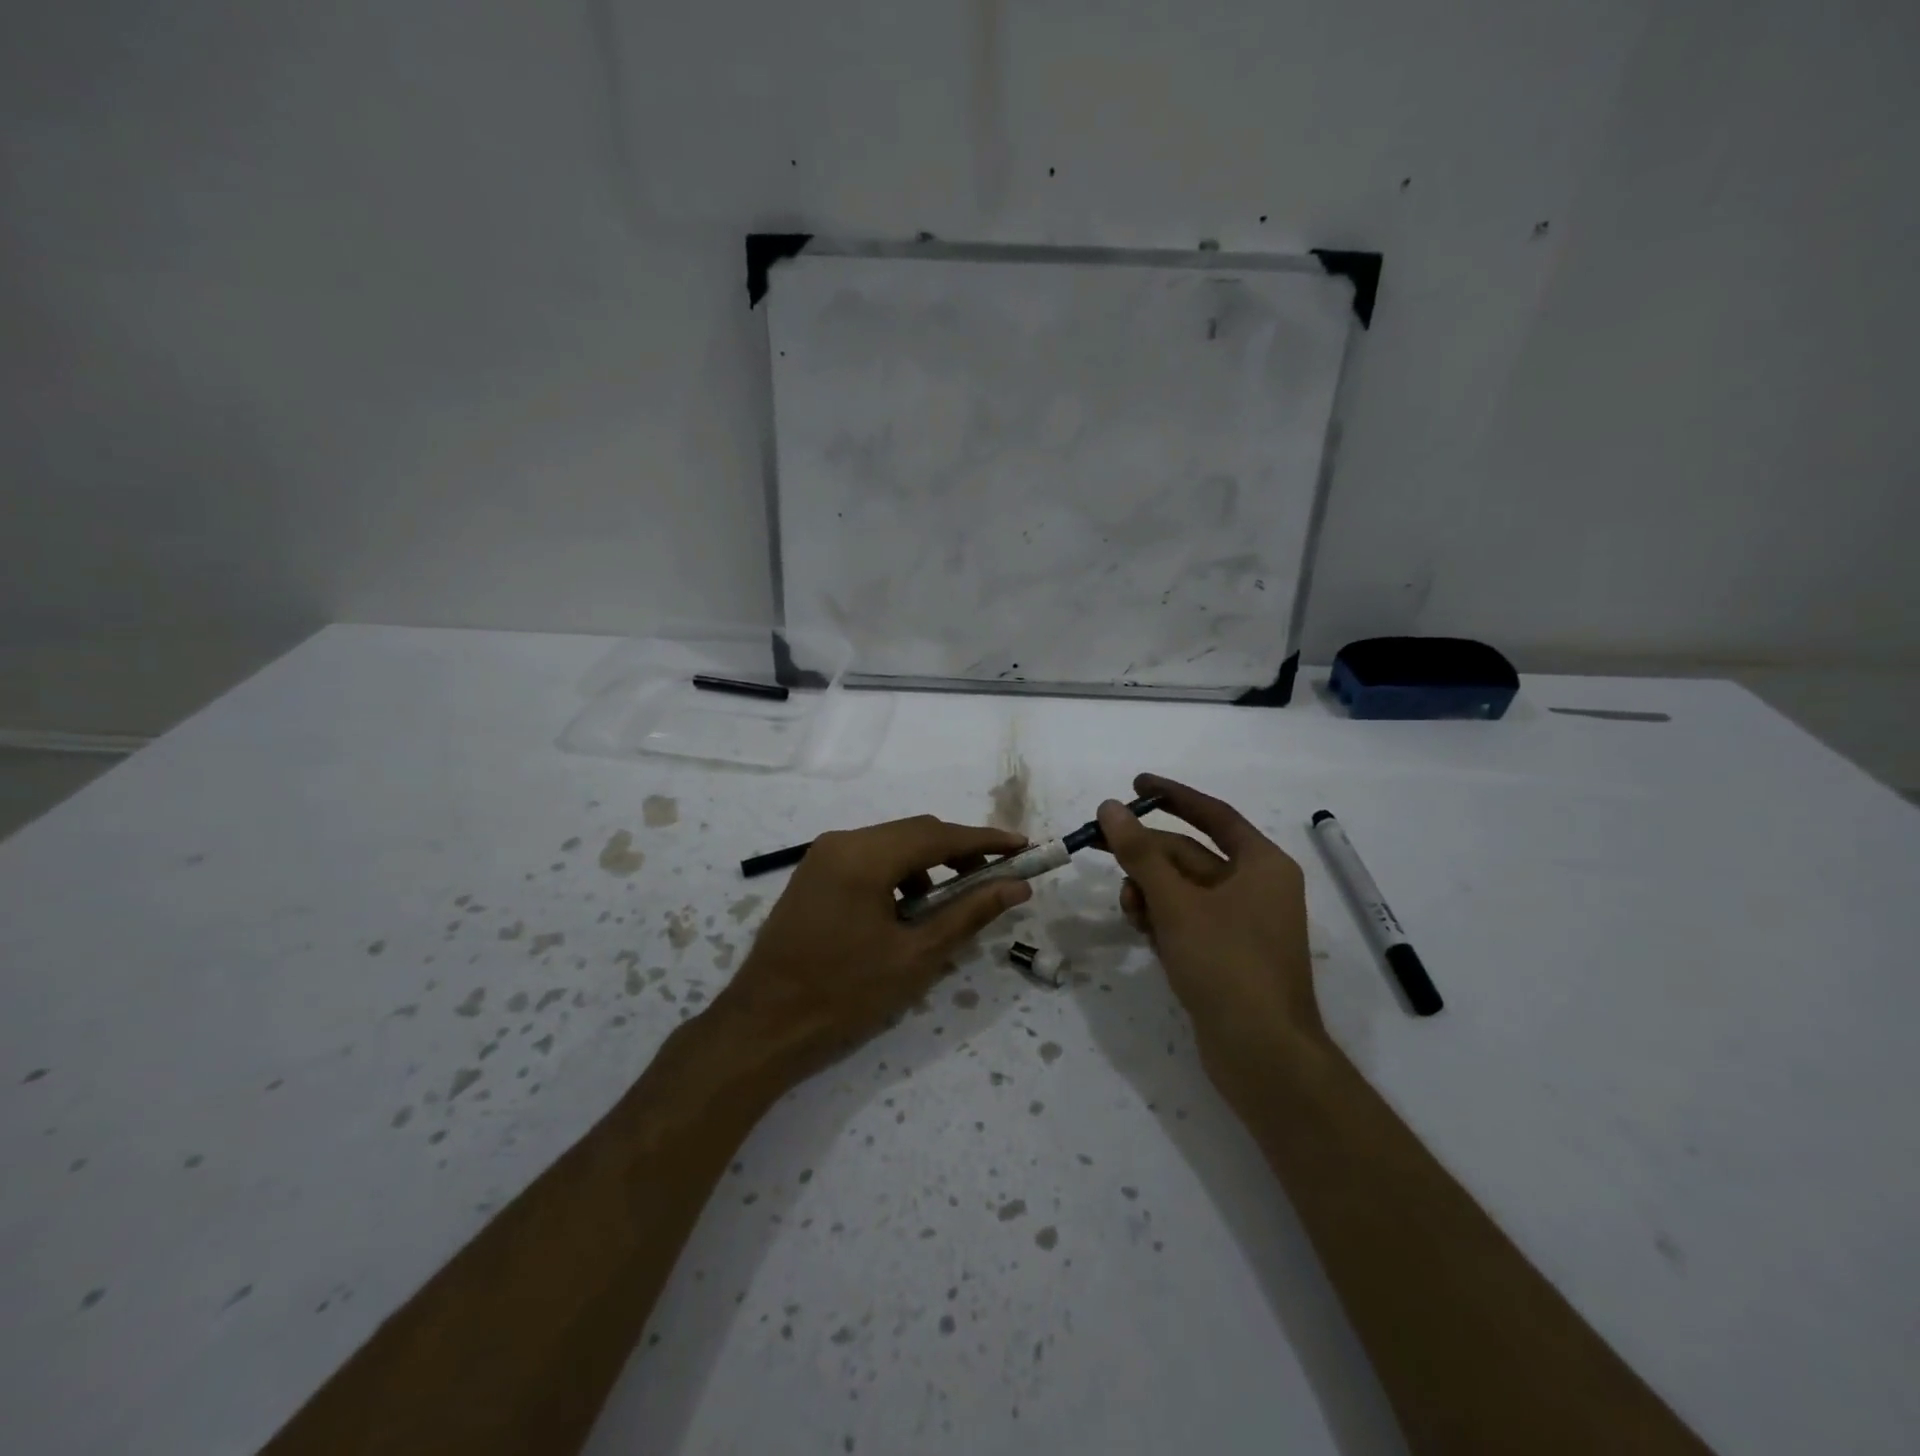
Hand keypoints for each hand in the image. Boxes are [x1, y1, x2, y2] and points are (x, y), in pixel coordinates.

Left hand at [711, 815, 1030, 1083]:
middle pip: (915, 832)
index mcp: (865, 856)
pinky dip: (899, 872)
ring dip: (930, 861)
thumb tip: (1016, 886)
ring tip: (956, 898)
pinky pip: (869, 857)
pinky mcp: (814, 872)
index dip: (986, 840)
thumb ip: (969, 913)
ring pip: (892, 843)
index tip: (1023, 846)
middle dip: (960, 850)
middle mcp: (842, 841)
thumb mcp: (917, 957)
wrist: (764, 1025)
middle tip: (998, 875)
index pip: (939, 835)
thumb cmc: (845, 994)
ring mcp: (823, 854)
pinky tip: (911, 907)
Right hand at [1097, 774, 1325, 1088]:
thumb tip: (1110, 807)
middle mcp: (1256, 886)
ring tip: (1129, 908)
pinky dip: (1161, 917)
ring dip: (1149, 890)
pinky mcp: (1226, 952)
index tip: (1134, 784)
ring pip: (1182, 889)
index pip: (1212, 814)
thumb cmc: (1226, 965)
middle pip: (1189, 854)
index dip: (1172, 795)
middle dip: (1146, 855)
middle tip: (1098, 845)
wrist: (1262, 1054)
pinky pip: (1186, 918)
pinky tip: (1141, 929)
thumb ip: (1140, 853)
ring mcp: (1241, 922)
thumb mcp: (1176, 903)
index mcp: (1261, 864)